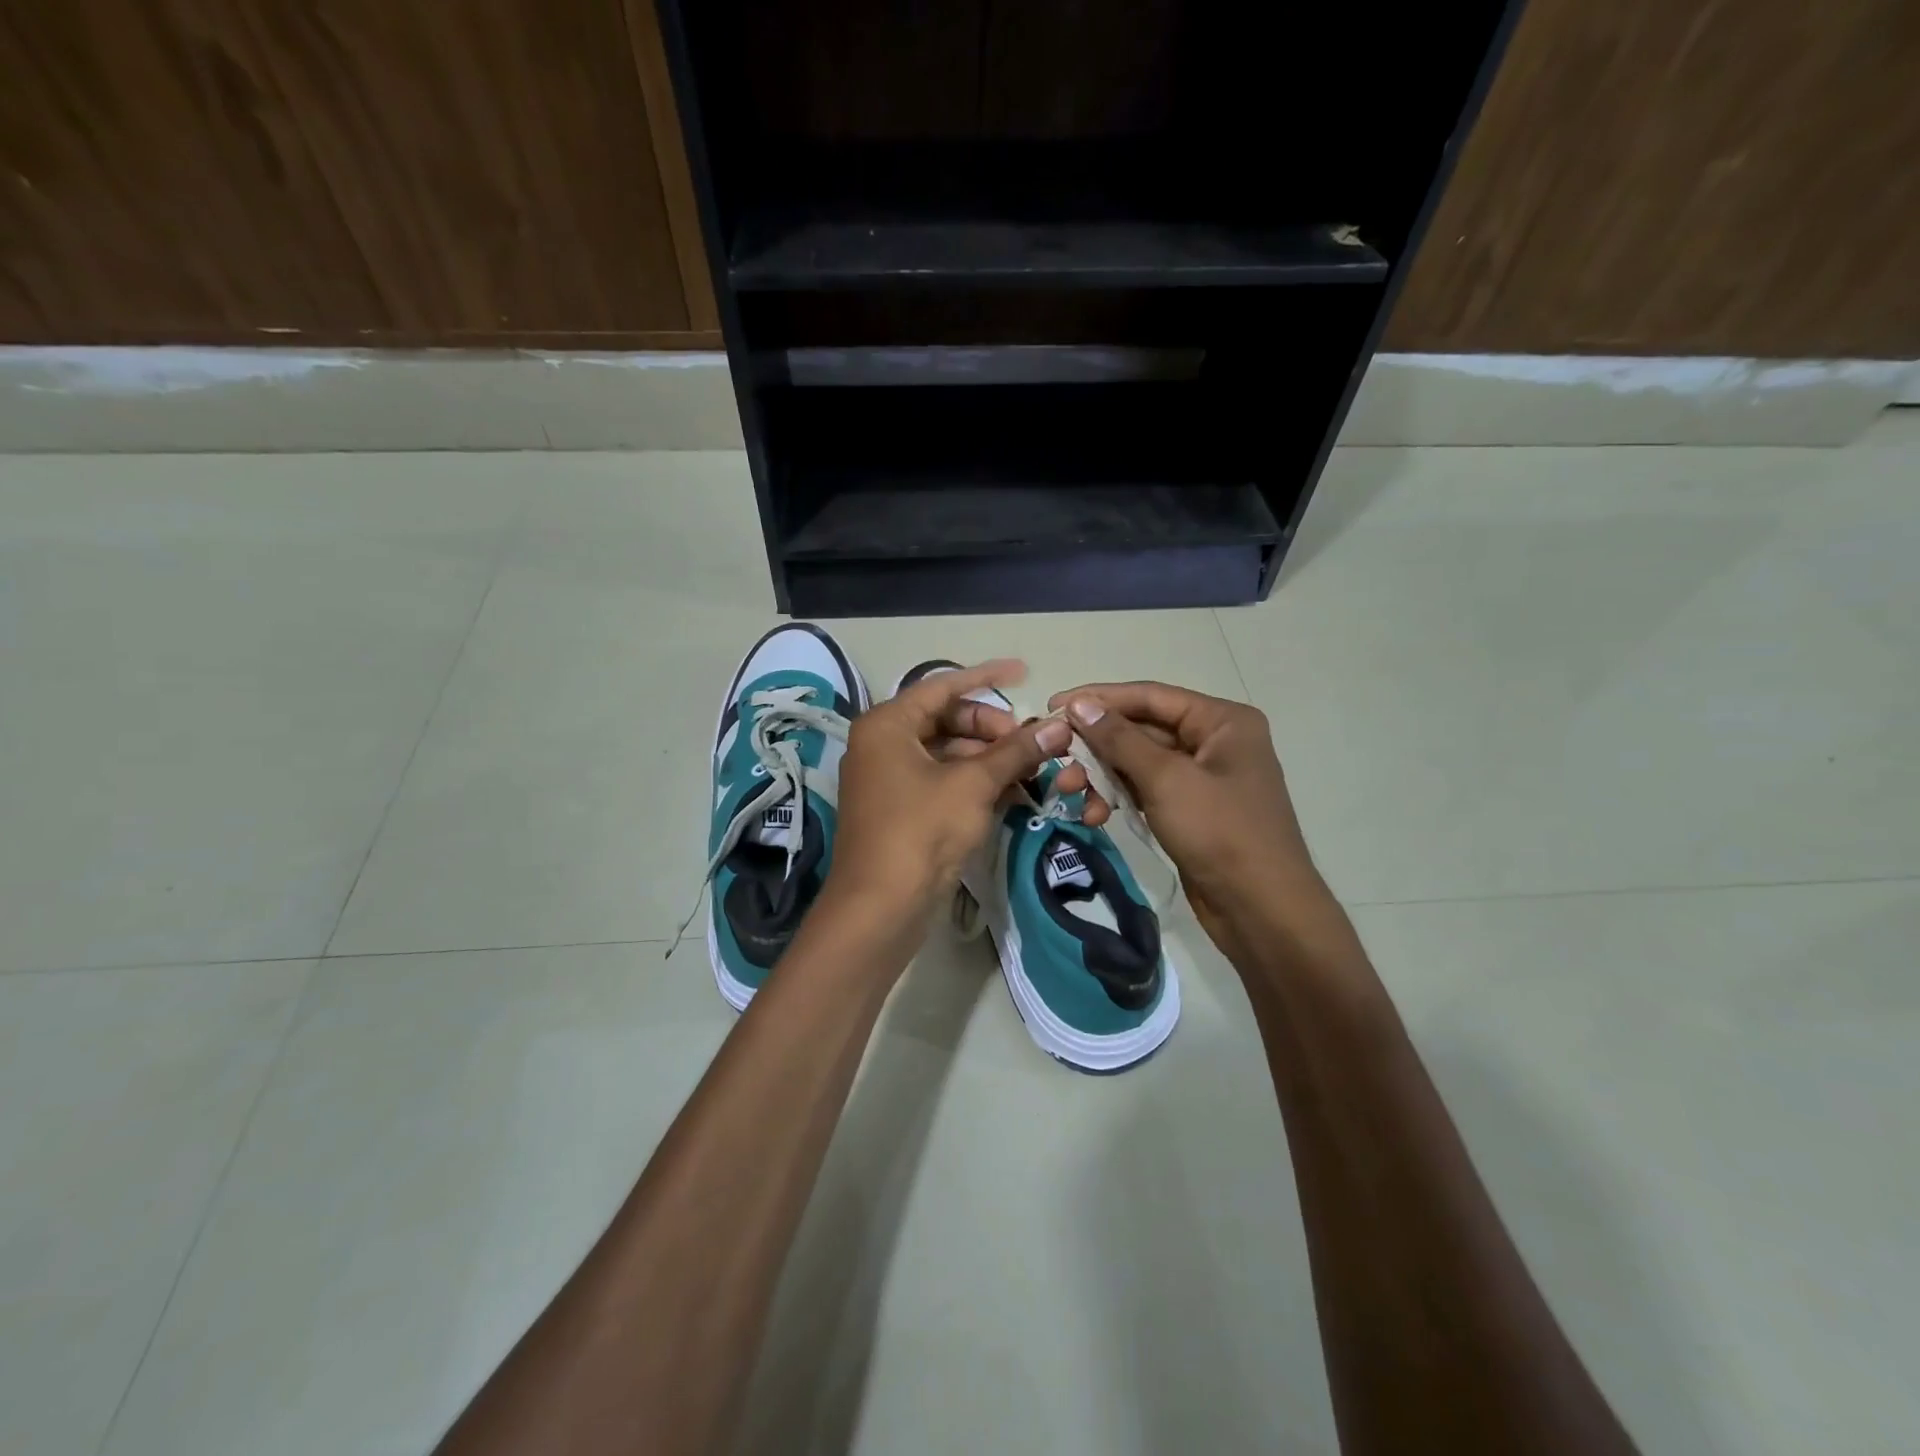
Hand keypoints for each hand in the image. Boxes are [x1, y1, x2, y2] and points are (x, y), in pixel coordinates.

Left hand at [827, 660, 1083, 934]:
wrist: (880, 907)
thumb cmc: (922, 830)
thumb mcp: (974, 784)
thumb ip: (1016, 750)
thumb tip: (1059, 725)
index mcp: (887, 724)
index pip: (943, 686)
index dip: (987, 677)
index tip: (1025, 673)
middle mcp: (882, 744)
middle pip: (945, 720)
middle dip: (991, 728)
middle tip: (1030, 743)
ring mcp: (889, 779)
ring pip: (947, 753)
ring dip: (988, 759)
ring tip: (1030, 771)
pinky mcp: (900, 810)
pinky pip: (942, 781)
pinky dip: (974, 783)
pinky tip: (1012, 793)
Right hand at [1046, 681, 1326, 953]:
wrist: (1261, 910)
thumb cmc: (1220, 833)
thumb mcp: (1166, 779)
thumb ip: (1120, 739)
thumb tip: (1080, 705)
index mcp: (1222, 721)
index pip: (1150, 696)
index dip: (1099, 698)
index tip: (1054, 706)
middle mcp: (1214, 741)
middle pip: (1141, 729)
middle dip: (1096, 746)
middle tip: (1055, 758)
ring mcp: (1202, 778)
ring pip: (1138, 763)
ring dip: (1102, 776)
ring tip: (1071, 794)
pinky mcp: (1190, 810)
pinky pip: (1145, 790)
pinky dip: (1118, 798)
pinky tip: (1093, 816)